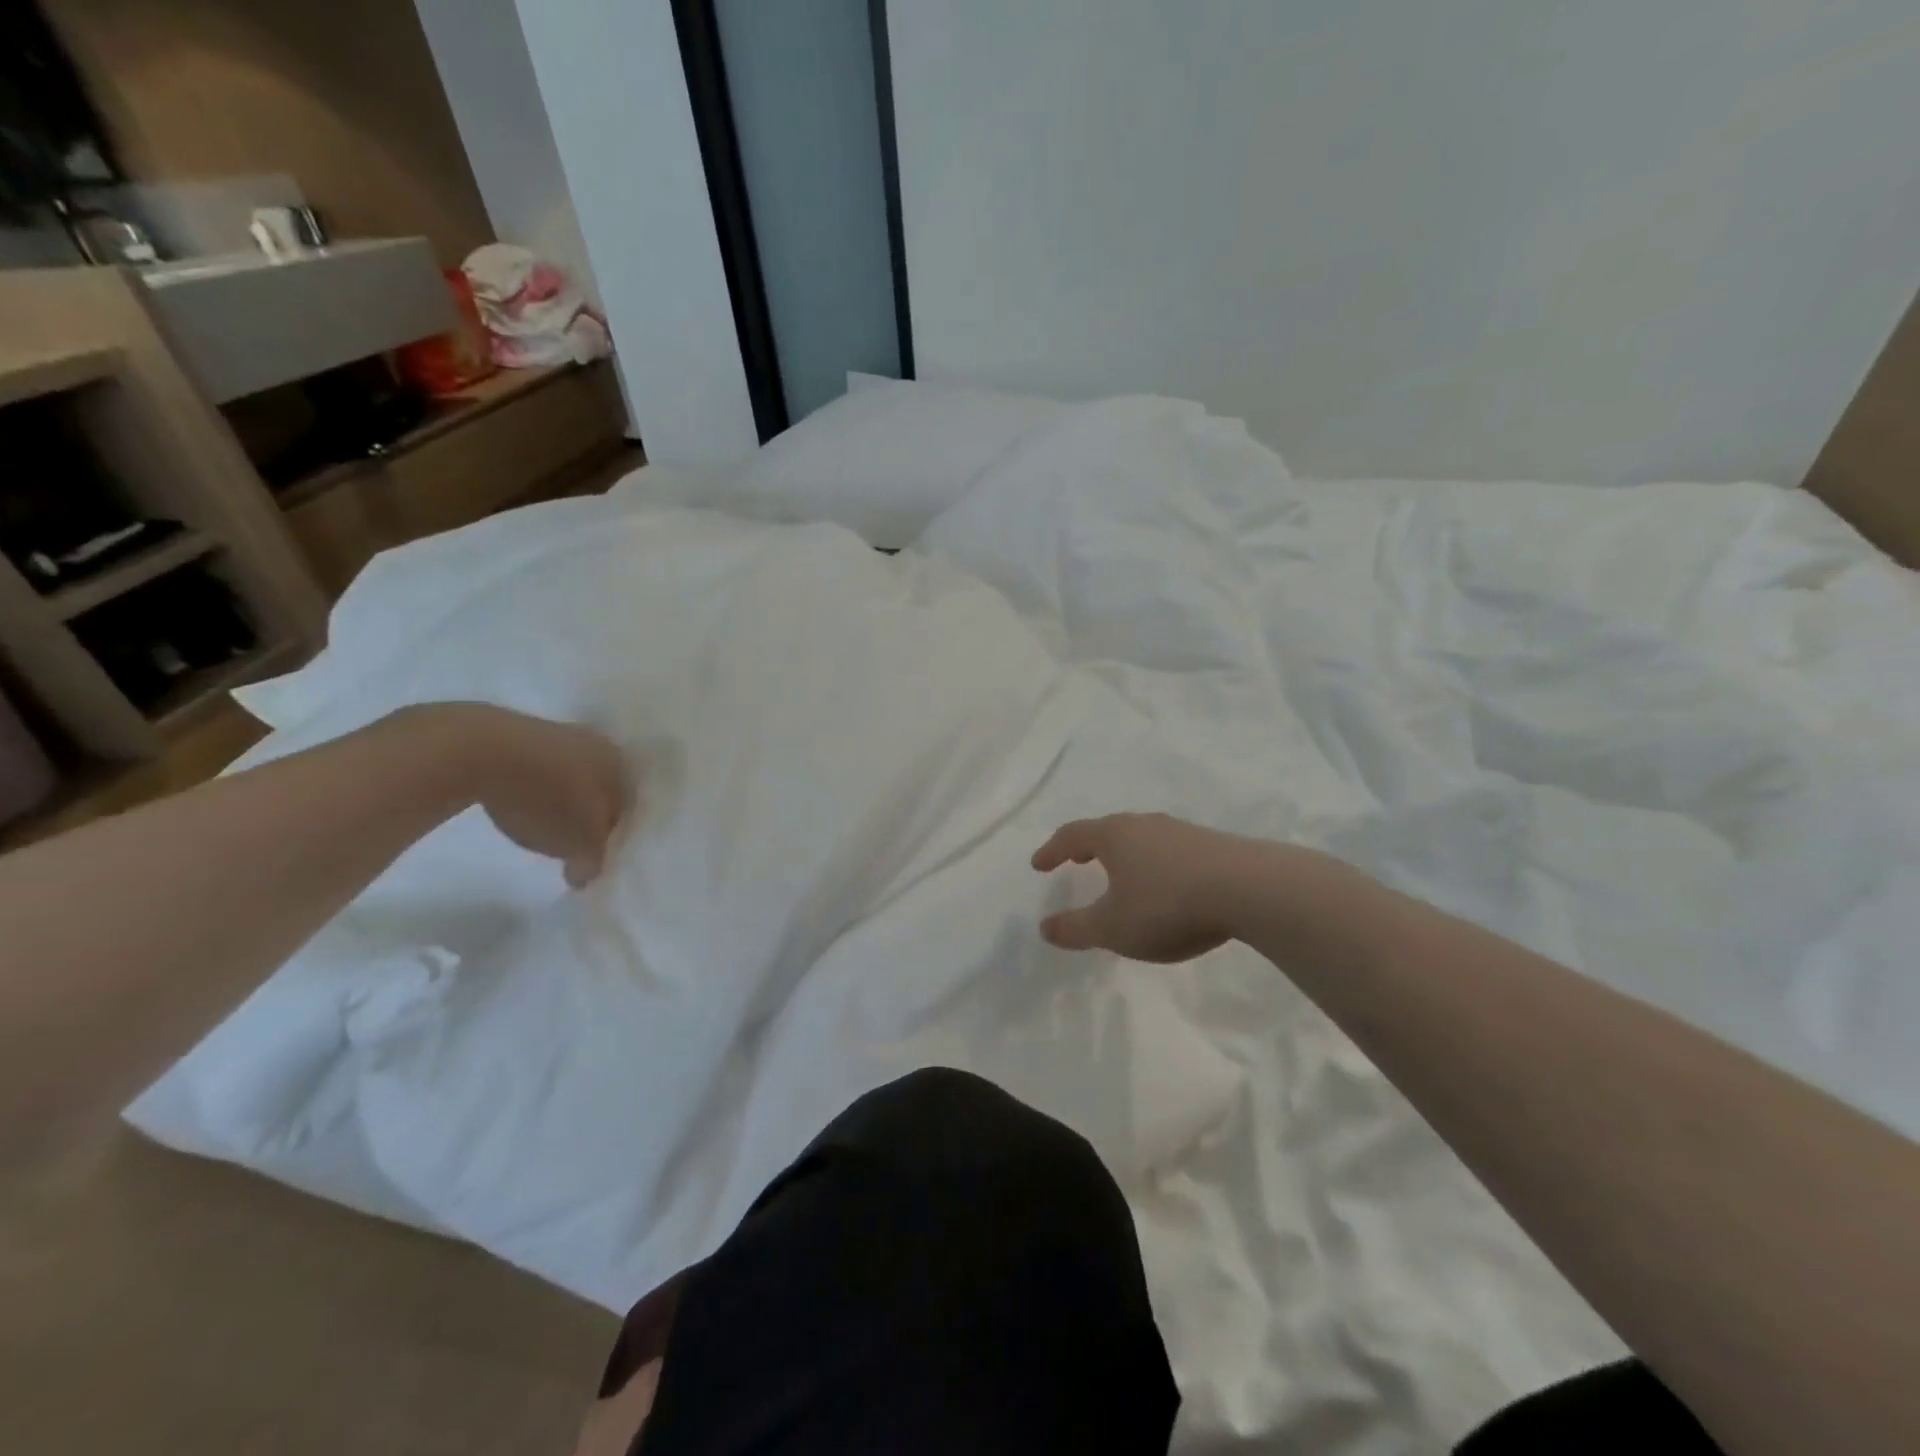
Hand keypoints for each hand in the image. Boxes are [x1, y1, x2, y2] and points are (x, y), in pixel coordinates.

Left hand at [406, 704, 632, 887]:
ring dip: (560, 801)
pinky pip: (537, 771)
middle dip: (588, 815)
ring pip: (569, 777)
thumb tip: (586, 873)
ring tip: (542, 827)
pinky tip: (519, 806)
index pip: (628, 806)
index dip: (614, 834)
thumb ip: (591, 860)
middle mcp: (598, 744)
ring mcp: (557, 734)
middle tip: (572, 844)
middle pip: (599, 789)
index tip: (597, 856)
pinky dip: (534, 790)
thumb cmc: (549, 798)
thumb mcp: (578, 842)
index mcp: (622, 764)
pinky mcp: (518, 735)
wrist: (480, 752)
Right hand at [1031, 813, 1244, 961]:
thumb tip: (1044, 927)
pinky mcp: (1213, 845)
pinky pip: (1170, 850)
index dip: (1052, 850)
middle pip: (1108, 830)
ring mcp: (1181, 831)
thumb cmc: (1167, 905)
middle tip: (1077, 860)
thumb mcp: (1113, 927)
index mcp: (1114, 836)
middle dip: (1088, 847)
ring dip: (1125, 855)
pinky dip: (1155, 864)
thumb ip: (1076, 928)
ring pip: (1142, 838)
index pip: (1072, 835)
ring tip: (1121, 874)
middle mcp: (1144, 824)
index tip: (1038, 865)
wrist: (1251, 889)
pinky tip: (1166, 885)